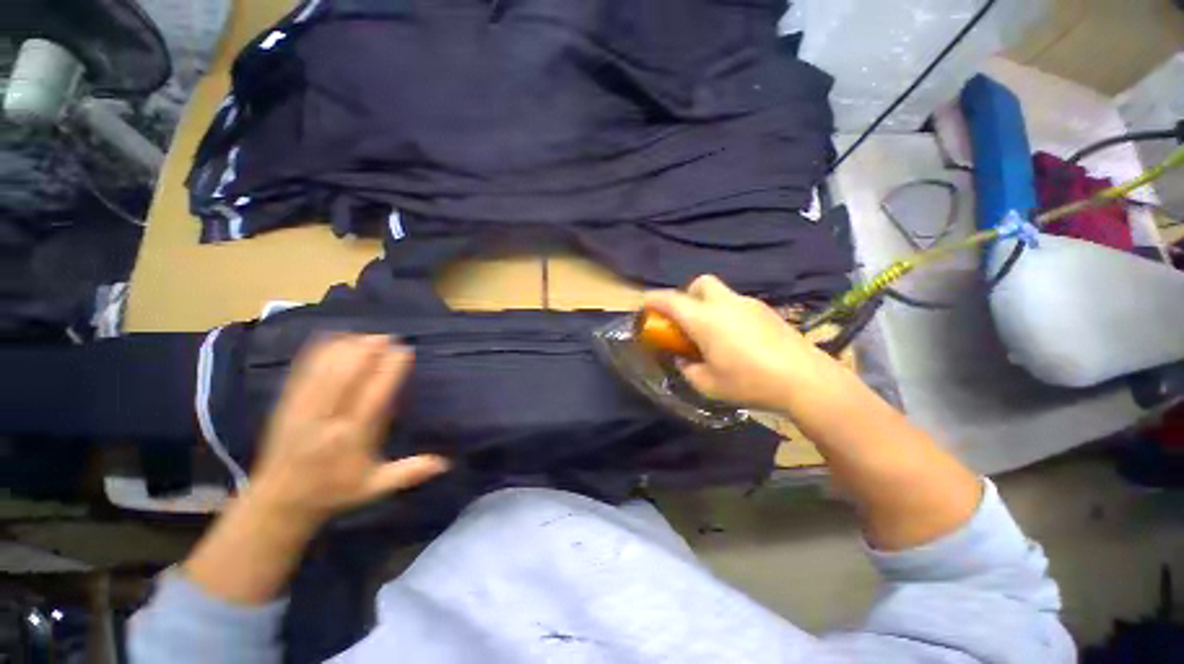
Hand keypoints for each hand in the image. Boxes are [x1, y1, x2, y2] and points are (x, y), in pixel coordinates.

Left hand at [248, 335, 448, 526]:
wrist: (278, 501)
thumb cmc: (333, 492)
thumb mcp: (374, 488)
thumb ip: (409, 473)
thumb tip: (445, 463)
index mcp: (351, 438)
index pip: (374, 396)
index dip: (390, 371)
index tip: (405, 351)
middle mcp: (326, 420)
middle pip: (346, 377)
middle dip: (366, 353)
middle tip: (386, 337)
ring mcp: (303, 411)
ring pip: (323, 372)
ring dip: (345, 350)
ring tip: (365, 335)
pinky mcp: (286, 406)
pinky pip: (302, 373)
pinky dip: (317, 353)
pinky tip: (330, 339)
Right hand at [643, 275, 842, 412]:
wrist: (806, 380)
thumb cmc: (750, 382)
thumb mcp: (708, 384)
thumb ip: (688, 369)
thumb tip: (683, 359)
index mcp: (705, 319)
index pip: (671, 300)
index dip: (653, 300)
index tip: (644, 305)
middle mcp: (725, 304)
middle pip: (700, 284)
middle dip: (687, 296)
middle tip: (687, 321)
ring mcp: (749, 305)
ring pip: (720, 294)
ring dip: (708, 307)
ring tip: (713, 336)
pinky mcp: (767, 311)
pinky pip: (737, 305)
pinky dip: (727, 314)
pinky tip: (738, 340)